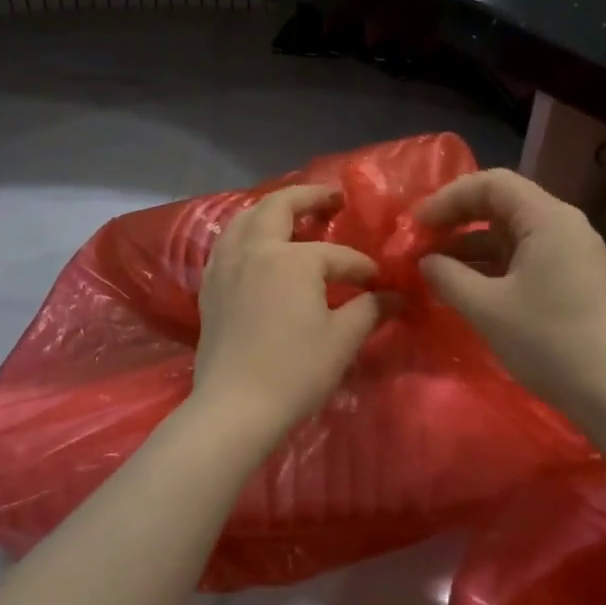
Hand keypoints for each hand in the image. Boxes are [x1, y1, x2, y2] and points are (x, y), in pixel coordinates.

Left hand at [193, 185, 383, 437]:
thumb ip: (370, 310)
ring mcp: (226, 266)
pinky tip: (256, 247)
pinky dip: (245, 232)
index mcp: (291, 259)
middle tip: (331, 197)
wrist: (235, 407)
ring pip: (245, 219)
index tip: (380, 284)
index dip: (362, 268)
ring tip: (291, 213)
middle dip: (309, 197)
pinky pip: (227, 243)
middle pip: (279, 208)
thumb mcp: (342, 340)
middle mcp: (254, 250)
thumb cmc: (295, 371)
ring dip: (271, 209)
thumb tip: (395, 297)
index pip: (336, 255)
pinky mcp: (210, 287)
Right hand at [416, 169, 605, 422]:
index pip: (492, 183)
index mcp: (548, 219)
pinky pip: (527, 257)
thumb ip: (447, 277)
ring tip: (436, 269)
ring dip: (473, 246)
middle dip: (458, 220)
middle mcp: (565, 225)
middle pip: (503, 204)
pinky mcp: (576, 279)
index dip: (449, 198)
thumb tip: (425, 262)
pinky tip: (469, 288)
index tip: (417, 224)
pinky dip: (494, 265)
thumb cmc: (549, 342)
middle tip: (422, 242)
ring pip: (514, 234)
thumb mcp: (487, 308)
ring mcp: (574, 253)